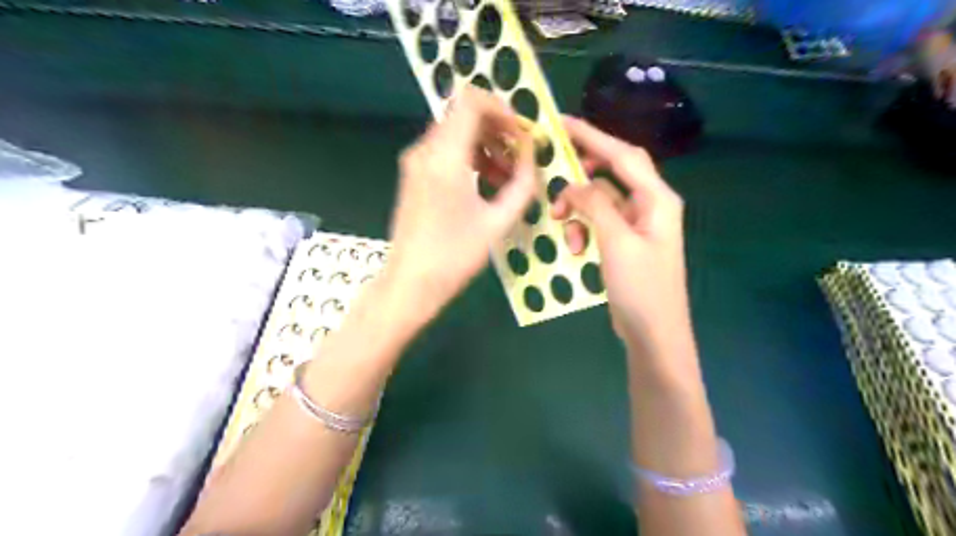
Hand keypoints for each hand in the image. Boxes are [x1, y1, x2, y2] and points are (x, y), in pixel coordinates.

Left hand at [388, 88, 537, 317]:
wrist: (410, 282)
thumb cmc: (454, 256)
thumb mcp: (497, 222)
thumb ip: (521, 185)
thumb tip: (531, 159)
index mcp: (445, 157)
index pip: (471, 101)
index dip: (502, 108)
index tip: (521, 133)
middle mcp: (425, 150)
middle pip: (464, 114)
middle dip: (498, 129)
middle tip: (520, 156)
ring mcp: (415, 161)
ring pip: (455, 132)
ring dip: (486, 144)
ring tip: (507, 175)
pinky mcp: (413, 175)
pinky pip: (445, 150)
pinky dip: (469, 156)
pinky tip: (486, 182)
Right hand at [549, 118, 692, 360]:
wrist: (653, 333)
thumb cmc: (641, 288)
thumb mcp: (616, 243)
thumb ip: (596, 206)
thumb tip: (574, 183)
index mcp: (656, 199)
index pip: (623, 156)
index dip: (593, 136)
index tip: (562, 124)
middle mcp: (649, 205)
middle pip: (611, 174)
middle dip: (581, 178)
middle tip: (553, 178)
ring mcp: (637, 225)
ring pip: (601, 201)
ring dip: (579, 210)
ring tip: (562, 226)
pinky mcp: (625, 242)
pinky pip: (600, 223)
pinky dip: (584, 229)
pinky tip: (575, 248)